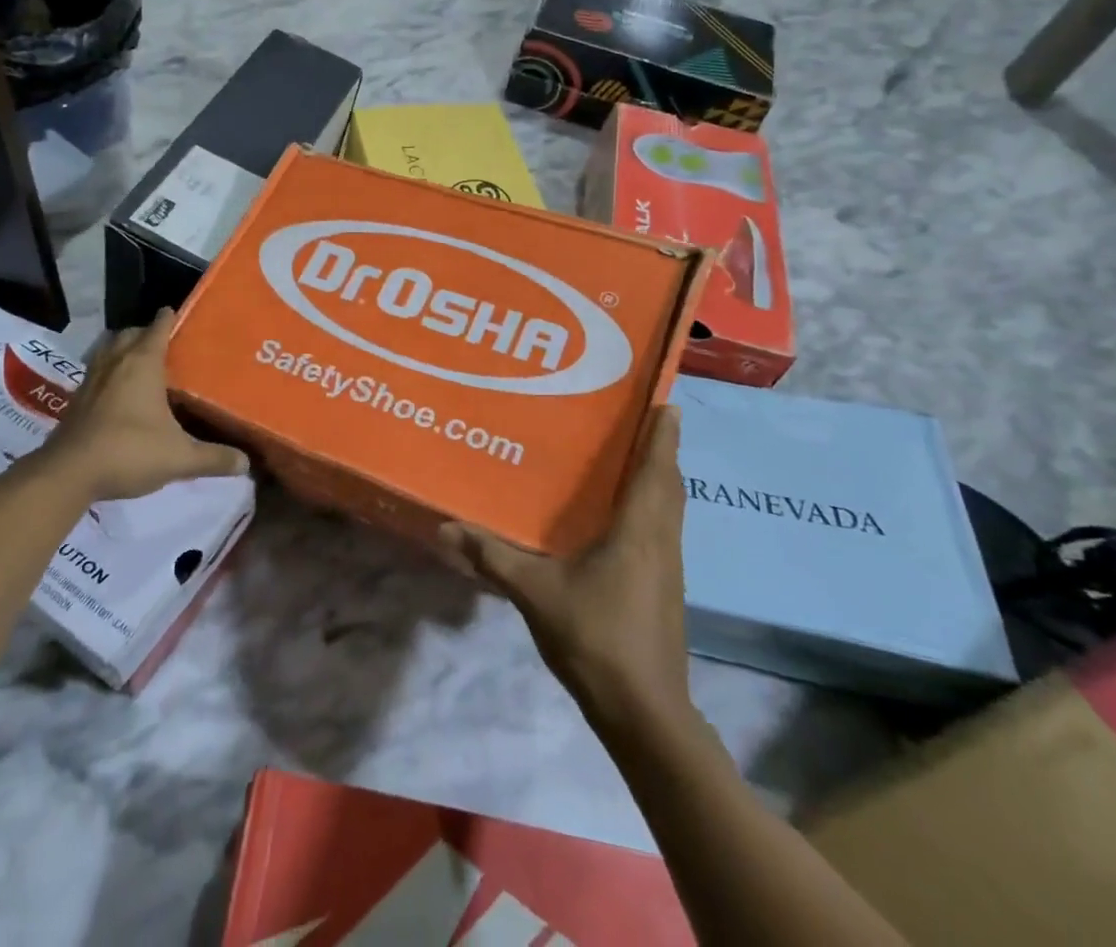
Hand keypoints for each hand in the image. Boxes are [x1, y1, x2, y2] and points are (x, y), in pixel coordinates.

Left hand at [40, 309, 248, 501]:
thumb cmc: (129, 451)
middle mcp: (115, 363)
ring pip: (108, 351)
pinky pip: (96, 374)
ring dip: (123, 352)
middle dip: (145, 334)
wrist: (69, 473)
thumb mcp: (179, 458)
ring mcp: (91, 380)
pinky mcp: (76, 401)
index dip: (169, 318)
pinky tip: (119, 396)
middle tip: (165, 345)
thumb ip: (213, 458)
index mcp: (143, 363)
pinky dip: (109, 376)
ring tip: (141, 366)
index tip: (179, 314)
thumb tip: (245, 463)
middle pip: (130, 334)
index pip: (158, 327)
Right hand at [440, 406, 691, 724]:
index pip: (656, 470)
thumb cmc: (596, 638)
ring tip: (631, 456)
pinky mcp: (664, 590)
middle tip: (643, 419)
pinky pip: (662, 532)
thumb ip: (491, 557)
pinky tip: (622, 517)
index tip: (668, 402)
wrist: (644, 713)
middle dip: (661, 451)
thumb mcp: (535, 592)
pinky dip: (650, 508)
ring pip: (670, 510)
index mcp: (639, 531)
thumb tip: (445, 528)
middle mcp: (662, 542)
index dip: (664, 435)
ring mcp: (668, 569)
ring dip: (658, 479)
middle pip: (669, 485)